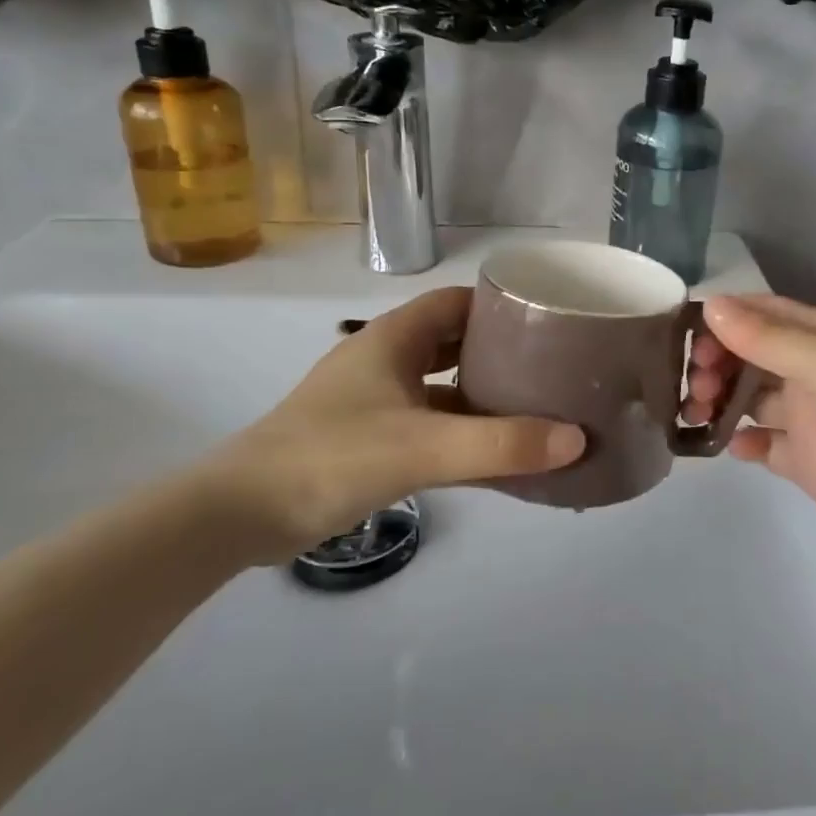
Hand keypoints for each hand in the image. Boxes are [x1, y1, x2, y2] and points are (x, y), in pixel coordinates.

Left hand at [179, 288, 584, 563]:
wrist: (239, 514)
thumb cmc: (331, 458)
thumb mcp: (424, 448)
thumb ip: (501, 444)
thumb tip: (576, 439)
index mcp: (394, 338)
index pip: (458, 301)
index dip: (501, 305)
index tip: (548, 321)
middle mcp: (384, 358)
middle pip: (453, 341)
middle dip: (500, 352)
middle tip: (551, 368)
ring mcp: (373, 398)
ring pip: (440, 384)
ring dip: (481, 394)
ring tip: (534, 409)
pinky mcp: (366, 436)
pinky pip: (427, 422)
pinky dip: (459, 431)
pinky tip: (492, 454)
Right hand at [684, 295, 815, 572]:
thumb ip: (773, 340)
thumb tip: (710, 305)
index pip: (762, 313)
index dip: (721, 319)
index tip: (682, 337)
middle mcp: (813, 372)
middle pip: (749, 354)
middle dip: (715, 362)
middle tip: (694, 385)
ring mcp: (811, 418)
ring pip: (750, 397)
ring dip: (720, 399)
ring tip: (699, 413)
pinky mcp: (809, 463)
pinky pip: (764, 444)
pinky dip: (743, 441)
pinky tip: (735, 449)